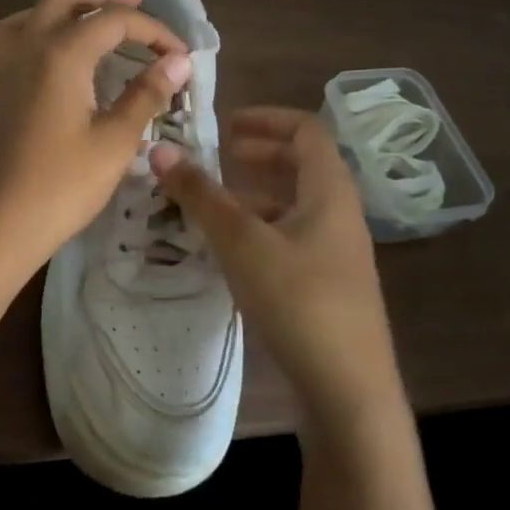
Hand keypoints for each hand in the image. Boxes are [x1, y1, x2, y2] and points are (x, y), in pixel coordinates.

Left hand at [0, 0, 190, 288]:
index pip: (115, 21)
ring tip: (93, 17)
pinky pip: (11, 38)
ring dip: (66, 6)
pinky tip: (49, 49)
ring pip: (32, 12)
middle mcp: (28, 46)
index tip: (180, 54)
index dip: (153, 31)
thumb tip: (178, 62)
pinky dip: (35, 28)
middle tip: (137, 0)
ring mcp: (3, 66)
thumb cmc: (62, 186)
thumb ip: (147, 94)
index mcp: (62, 53)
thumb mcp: (115, 141)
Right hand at [152, 108, 404, 428]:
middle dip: (259, 152)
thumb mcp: (242, 242)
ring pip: (294, 203)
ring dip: (256, 192)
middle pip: (302, 164)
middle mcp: (339, 213)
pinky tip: (231, 248)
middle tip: (218, 154)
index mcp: (330, 190)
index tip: (224, 122)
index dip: (266, 117)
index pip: (306, 129)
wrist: (349, 392)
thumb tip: (160, 149)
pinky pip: (292, 236)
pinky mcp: (327, 285)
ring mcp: (336, 252)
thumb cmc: (299, 301)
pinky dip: (260, 227)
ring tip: (213, 200)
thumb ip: (201, 195)